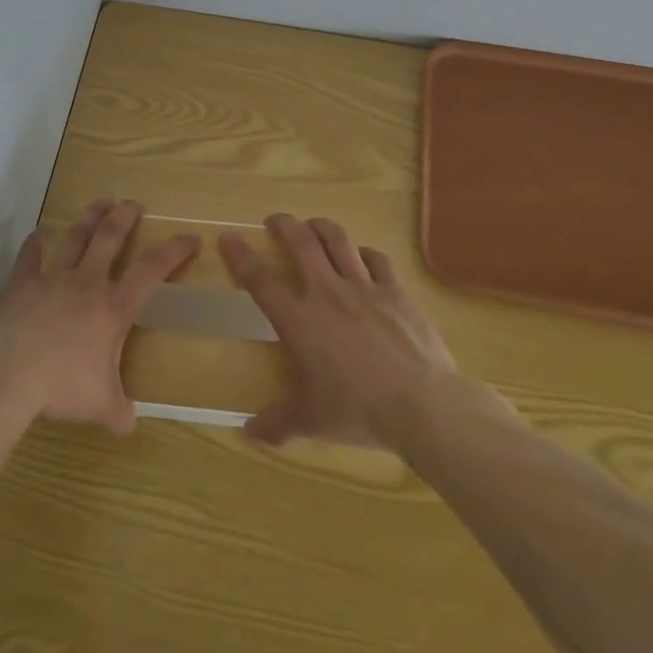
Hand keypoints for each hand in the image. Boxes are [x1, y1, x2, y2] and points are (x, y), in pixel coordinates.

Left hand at [0, 200, 198, 434]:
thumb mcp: (100, 405)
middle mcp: (86, 283)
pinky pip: (30, 257)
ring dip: (89, 218)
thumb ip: (118, 412)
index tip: (190, 237)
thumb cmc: (61, 384)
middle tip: (134, 204)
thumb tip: (128, 426)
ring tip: (100, 203)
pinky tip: (38, 234)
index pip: (152, 270)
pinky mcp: (21, 284)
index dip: (173, 251)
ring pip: (75, 238)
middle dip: (125, 217)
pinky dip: (35, 243)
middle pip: (110, 238)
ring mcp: (52, 279)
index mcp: (112, 308)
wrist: (7, 371)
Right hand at [221, 214, 458, 449]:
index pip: (261, 280)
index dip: (241, 257)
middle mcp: (328, 293)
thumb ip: (279, 423)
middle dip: (285, 225)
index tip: (228, 238)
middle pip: (302, 244)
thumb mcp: (313, 421)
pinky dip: (364, 252)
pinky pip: (377, 259)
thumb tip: (249, 433)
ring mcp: (365, 288)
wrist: (423, 405)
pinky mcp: (397, 292)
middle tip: (275, 220)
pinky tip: (362, 255)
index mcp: (300, 321)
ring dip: (322, 227)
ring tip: (314, 224)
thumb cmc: (359, 411)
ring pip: (339, 241)